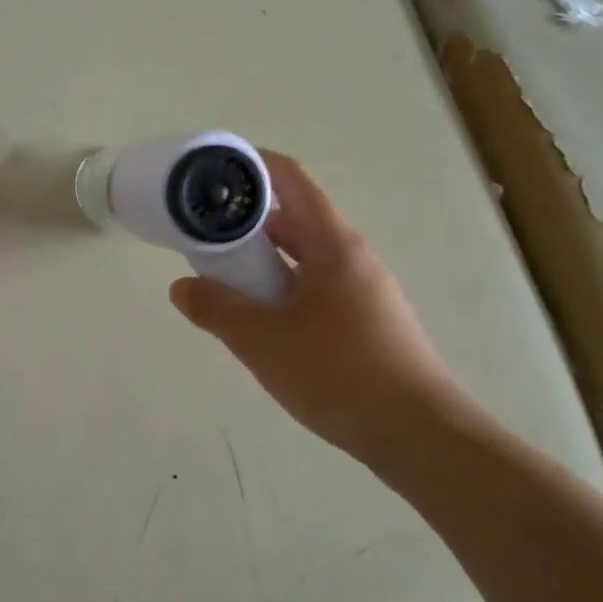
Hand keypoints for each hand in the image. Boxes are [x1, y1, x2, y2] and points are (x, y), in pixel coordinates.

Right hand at [169, 151, 461, 452]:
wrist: (421, 437)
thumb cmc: (340, 374)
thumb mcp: (262, 341)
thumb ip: (216, 309)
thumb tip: (181, 287)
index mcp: (332, 244)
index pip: (290, 179)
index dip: (251, 164)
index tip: (210, 171)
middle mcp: (350, 256)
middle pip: (293, 217)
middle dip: (245, 219)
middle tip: (201, 232)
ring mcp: (361, 289)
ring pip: (302, 255)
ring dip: (260, 257)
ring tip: (221, 277)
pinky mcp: (364, 320)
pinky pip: (312, 285)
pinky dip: (279, 286)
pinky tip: (259, 318)